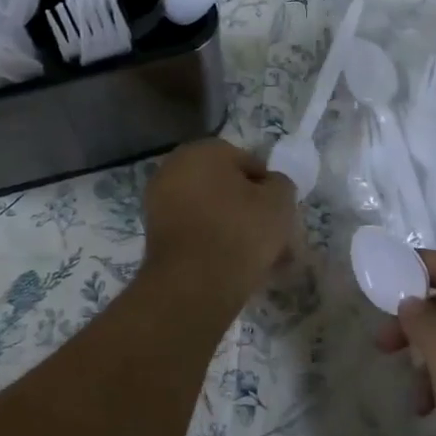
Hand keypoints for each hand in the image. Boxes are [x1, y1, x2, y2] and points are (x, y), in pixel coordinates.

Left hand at [140, 138, 296, 304]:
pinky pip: (195, 232)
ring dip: (234, 229)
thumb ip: (280, 184)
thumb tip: (269, 186)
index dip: (269, 189)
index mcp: (203, 150)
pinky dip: (213, 244)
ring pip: (211, 212)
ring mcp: (159, 202)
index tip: (280, 215)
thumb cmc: (240, 231)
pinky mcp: (155, 235)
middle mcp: (174, 168)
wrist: (194, 285)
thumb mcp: (280, 201)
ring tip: (258, 260)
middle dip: (250, 211)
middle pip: (226, 188)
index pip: (248, 163)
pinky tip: (233, 267)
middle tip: (272, 238)